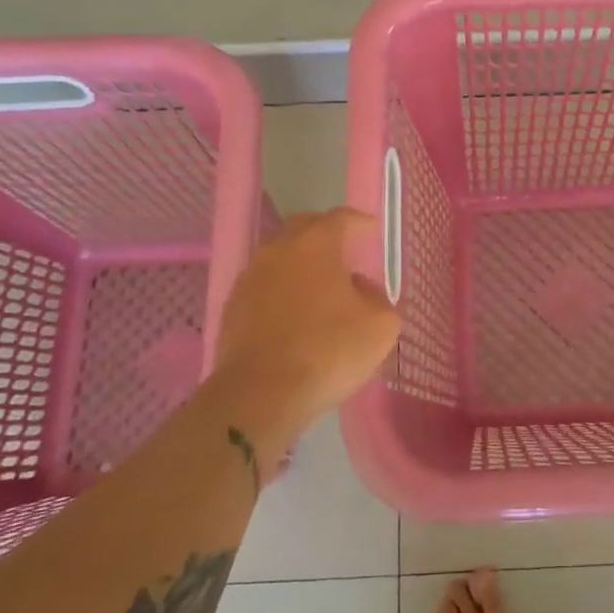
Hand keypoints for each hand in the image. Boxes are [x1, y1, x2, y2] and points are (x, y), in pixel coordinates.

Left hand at [204, 209, 400, 443]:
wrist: (260, 394)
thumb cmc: (328, 351)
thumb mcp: (381, 326)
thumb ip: (378, 297)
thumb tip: (360, 289)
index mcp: (317, 243)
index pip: (341, 218)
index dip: (359, 223)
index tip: (370, 230)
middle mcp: (279, 249)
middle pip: (304, 228)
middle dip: (326, 235)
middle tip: (344, 253)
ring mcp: (250, 276)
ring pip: (280, 257)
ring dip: (300, 264)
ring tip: (318, 287)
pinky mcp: (232, 306)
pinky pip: (264, 285)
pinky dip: (281, 290)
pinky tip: (293, 314)